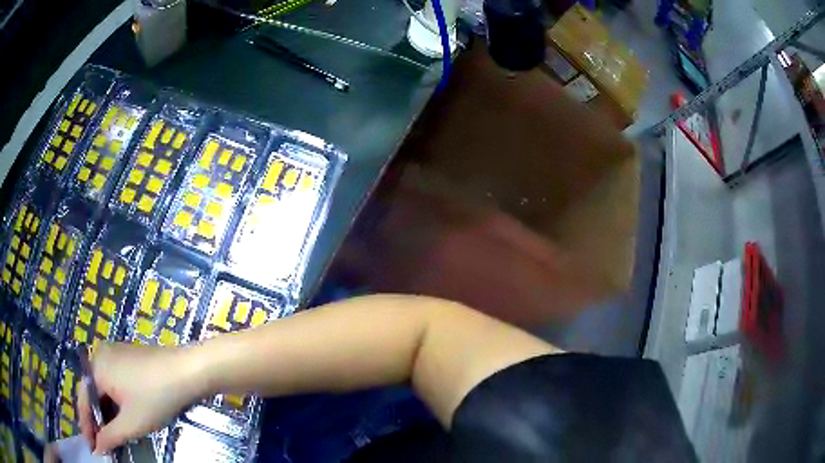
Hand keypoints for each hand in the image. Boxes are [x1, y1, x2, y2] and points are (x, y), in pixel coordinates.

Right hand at [78, 343, 203, 453]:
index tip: (91, 448)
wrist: (188, 371)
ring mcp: (115, 354)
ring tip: (112, 437)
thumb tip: (97, 449)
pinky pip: (114, 383)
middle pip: (92, 394)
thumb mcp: (131, 423)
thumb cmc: (156, 398)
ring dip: (106, 414)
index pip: (84, 401)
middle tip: (102, 446)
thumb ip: (110, 436)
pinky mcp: (128, 358)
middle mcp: (100, 356)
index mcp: (96, 367)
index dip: (86, 427)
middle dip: (97, 421)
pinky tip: (122, 419)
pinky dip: (115, 403)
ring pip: (104, 389)